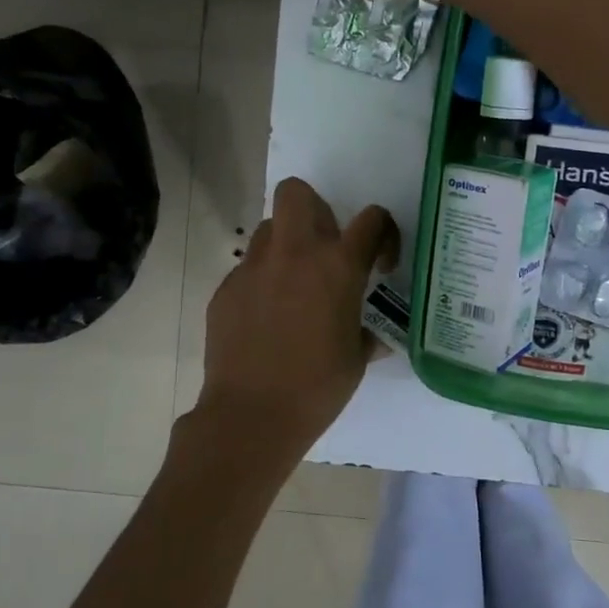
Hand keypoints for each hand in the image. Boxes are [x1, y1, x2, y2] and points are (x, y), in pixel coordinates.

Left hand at [197, 177, 398, 457]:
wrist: (252, 415)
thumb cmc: (317, 388)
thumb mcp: (356, 358)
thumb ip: (365, 332)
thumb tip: (371, 334)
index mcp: (338, 267)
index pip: (372, 219)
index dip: (383, 232)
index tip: (379, 261)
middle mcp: (294, 254)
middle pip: (296, 192)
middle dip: (313, 207)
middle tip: (322, 245)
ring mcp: (253, 268)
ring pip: (267, 229)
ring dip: (285, 245)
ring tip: (291, 285)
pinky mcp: (225, 289)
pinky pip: (247, 268)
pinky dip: (261, 281)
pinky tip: (265, 319)